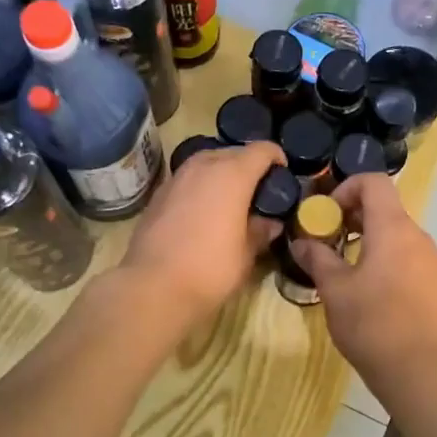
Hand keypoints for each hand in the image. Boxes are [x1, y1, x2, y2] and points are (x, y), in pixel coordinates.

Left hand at [123, 140, 286, 319]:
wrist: (153, 286)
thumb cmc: (210, 269)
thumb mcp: (246, 254)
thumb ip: (261, 231)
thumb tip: (270, 222)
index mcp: (232, 175)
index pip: (262, 150)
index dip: (276, 158)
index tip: (282, 175)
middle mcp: (203, 166)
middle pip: (232, 152)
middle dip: (248, 166)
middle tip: (258, 191)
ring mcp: (176, 177)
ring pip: (206, 163)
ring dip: (221, 174)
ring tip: (230, 200)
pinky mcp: (158, 194)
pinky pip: (187, 180)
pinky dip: (200, 187)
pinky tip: (202, 212)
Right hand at [291, 173, 436, 390]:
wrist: (422, 370)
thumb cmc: (372, 323)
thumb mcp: (335, 290)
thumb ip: (317, 259)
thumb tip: (301, 242)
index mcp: (393, 228)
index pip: (373, 182)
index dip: (345, 188)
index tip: (325, 215)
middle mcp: (417, 236)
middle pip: (384, 207)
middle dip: (351, 216)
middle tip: (326, 241)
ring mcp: (431, 260)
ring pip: (395, 234)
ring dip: (367, 240)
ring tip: (343, 269)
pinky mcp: (435, 283)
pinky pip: (406, 257)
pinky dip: (384, 259)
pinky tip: (368, 291)